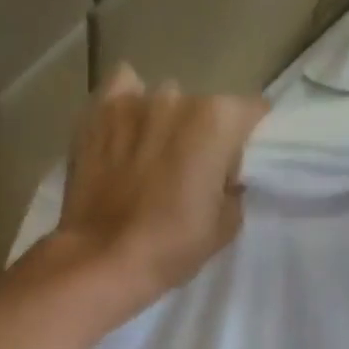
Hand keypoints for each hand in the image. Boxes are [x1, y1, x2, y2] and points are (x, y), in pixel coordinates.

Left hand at [42, 64, 267, 316]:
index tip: (234, 166)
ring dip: (164, 123)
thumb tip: (224, 179)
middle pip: (203, 107)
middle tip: (190, 172)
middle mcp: (177, 98)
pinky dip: (128, 106)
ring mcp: (133, 102)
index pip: (250, 112)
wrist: (102, 260)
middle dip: (203, 133)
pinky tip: (125, 132)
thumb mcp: (224, 227)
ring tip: (151, 158)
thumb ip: (233, 190)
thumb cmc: (171, 246)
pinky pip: (122, 89)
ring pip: (162, 100)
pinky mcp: (97, 113)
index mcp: (217, 121)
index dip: (245, 139)